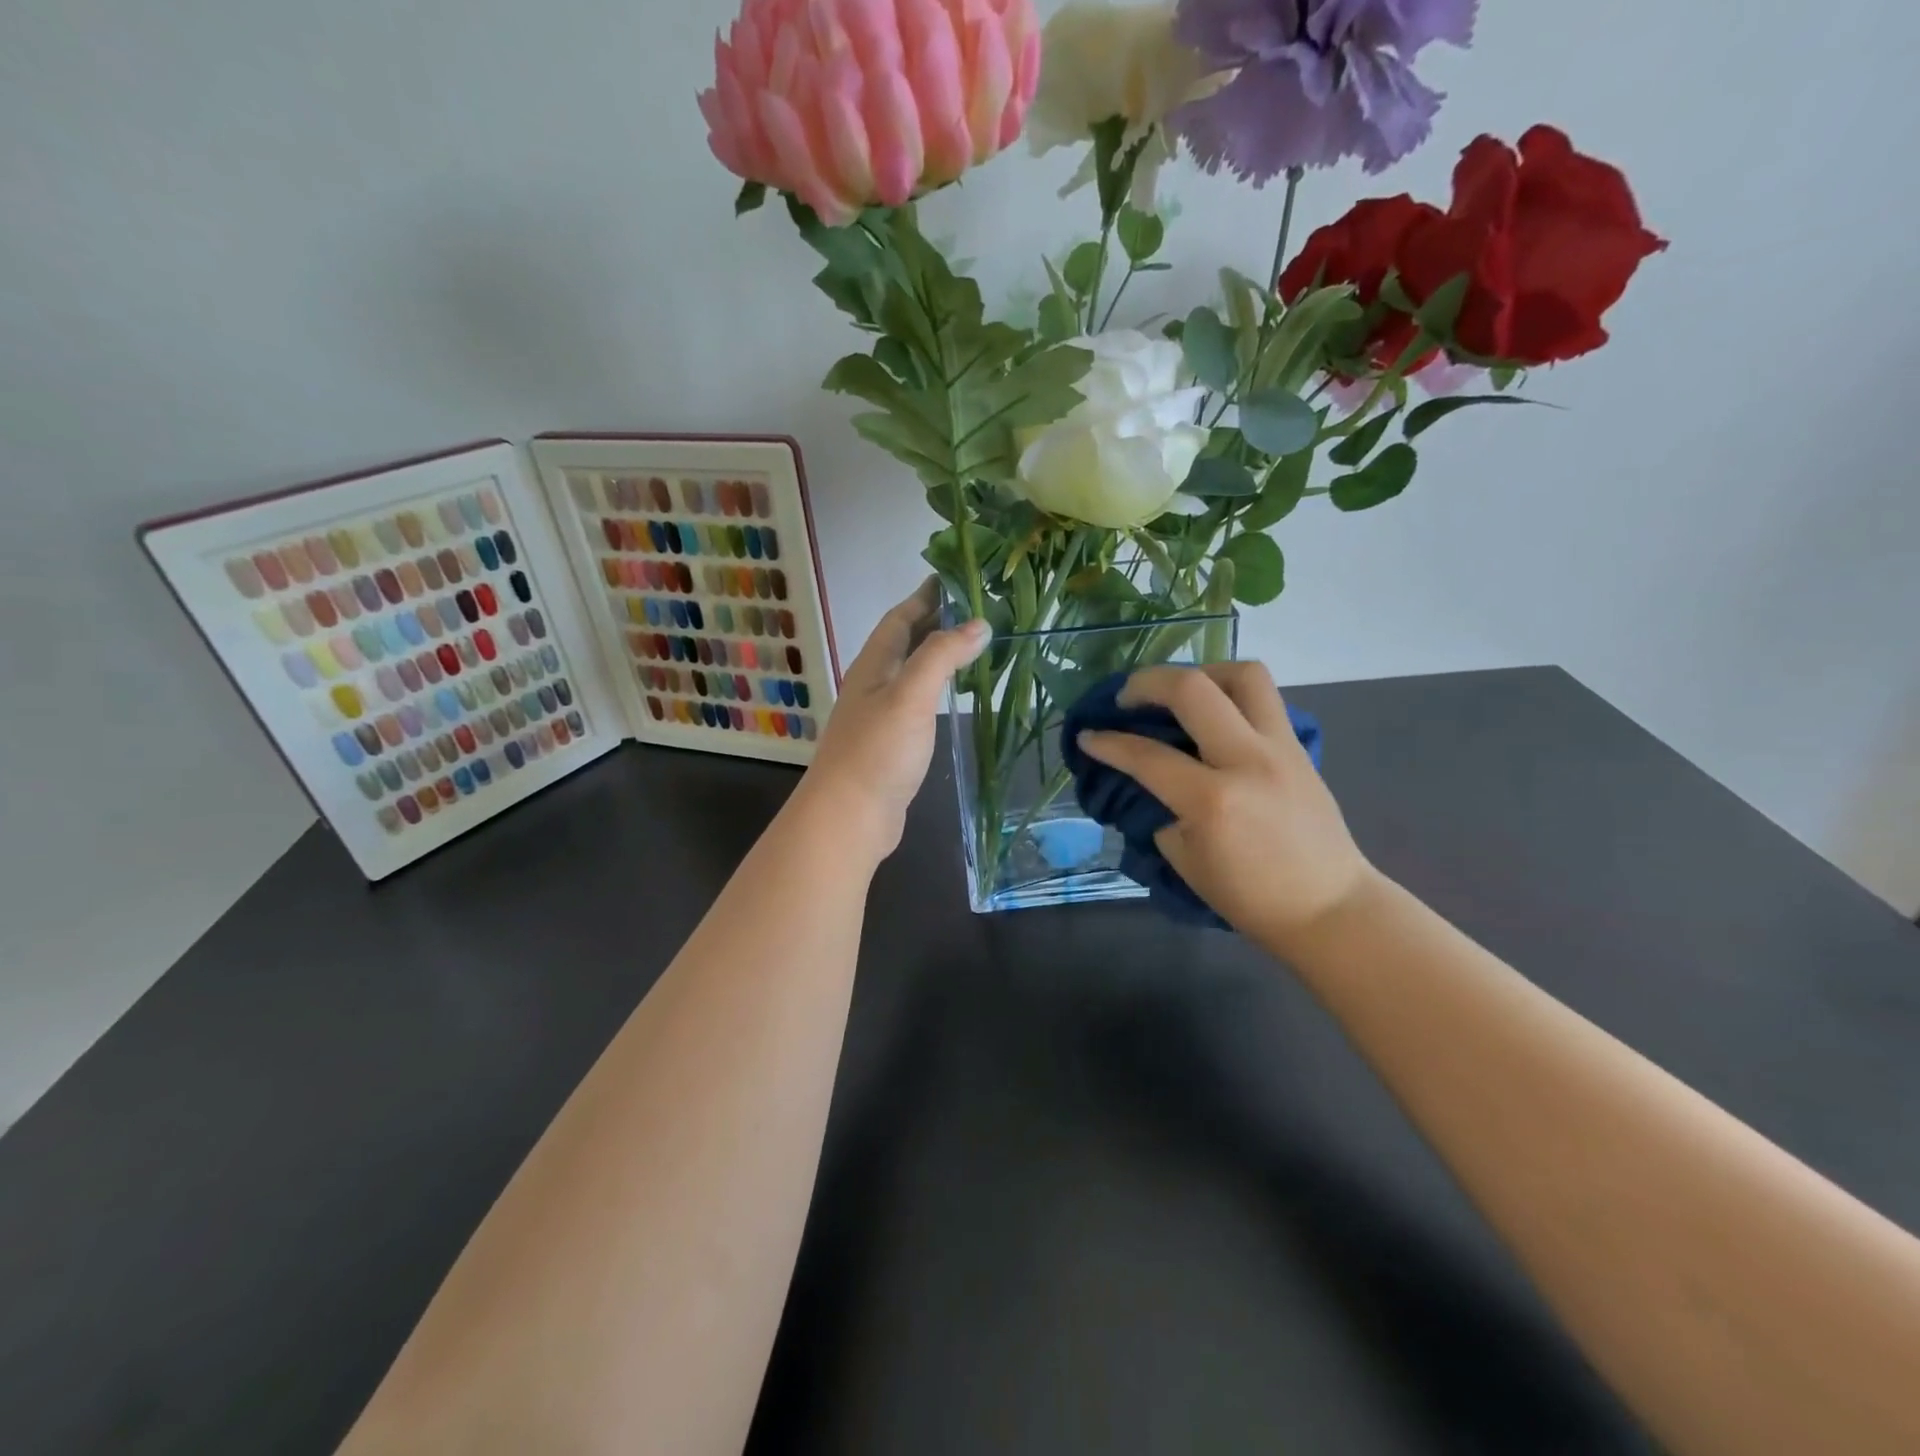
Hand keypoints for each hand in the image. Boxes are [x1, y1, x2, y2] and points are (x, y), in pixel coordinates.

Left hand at [797, 578, 990, 859]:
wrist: (849, 817)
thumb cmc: (878, 751)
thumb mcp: (910, 695)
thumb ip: (941, 656)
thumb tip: (978, 623)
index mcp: (873, 665)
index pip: (899, 617)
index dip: (926, 596)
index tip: (956, 576)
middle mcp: (872, 684)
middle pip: (904, 642)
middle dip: (935, 621)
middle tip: (977, 609)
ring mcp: (879, 716)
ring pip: (910, 673)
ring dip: (937, 655)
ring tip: (973, 646)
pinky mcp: (890, 744)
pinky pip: (916, 702)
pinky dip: (937, 689)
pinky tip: (954, 697)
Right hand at [1076, 663, 1376, 953]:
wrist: (1330, 908)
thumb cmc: (1250, 897)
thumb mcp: (1185, 860)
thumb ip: (1161, 810)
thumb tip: (1147, 778)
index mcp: (1213, 800)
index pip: (1146, 755)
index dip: (1107, 743)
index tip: (1087, 736)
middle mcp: (1247, 760)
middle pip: (1192, 688)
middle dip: (1147, 682)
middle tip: (1127, 698)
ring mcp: (1280, 747)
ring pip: (1242, 674)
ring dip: (1201, 672)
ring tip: (1180, 693)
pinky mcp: (1298, 747)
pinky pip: (1263, 697)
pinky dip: (1229, 693)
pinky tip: (1212, 716)